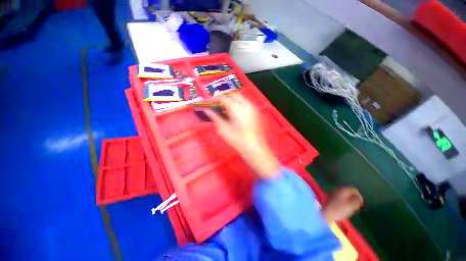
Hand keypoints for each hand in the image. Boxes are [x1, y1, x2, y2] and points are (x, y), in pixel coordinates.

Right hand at [205, 93, 279, 178]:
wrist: (255, 148)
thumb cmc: (238, 141)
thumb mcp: (224, 130)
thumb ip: (215, 118)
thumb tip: (207, 110)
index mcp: (238, 110)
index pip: (224, 98)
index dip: (215, 99)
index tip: (208, 103)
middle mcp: (247, 105)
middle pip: (233, 95)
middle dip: (224, 98)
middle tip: (217, 105)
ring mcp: (253, 108)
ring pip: (240, 98)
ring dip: (231, 100)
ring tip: (224, 109)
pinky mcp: (256, 112)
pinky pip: (245, 103)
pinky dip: (238, 104)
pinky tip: (234, 113)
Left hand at [322, 187, 363, 221]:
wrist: (326, 213)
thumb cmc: (339, 209)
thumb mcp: (351, 205)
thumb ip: (357, 200)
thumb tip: (358, 198)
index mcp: (342, 189)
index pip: (354, 189)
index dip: (360, 196)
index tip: (361, 205)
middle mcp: (337, 189)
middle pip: (349, 192)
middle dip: (354, 199)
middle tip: (356, 208)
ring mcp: (333, 193)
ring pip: (345, 196)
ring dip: (349, 201)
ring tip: (351, 210)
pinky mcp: (330, 197)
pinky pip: (340, 198)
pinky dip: (344, 203)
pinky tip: (344, 209)